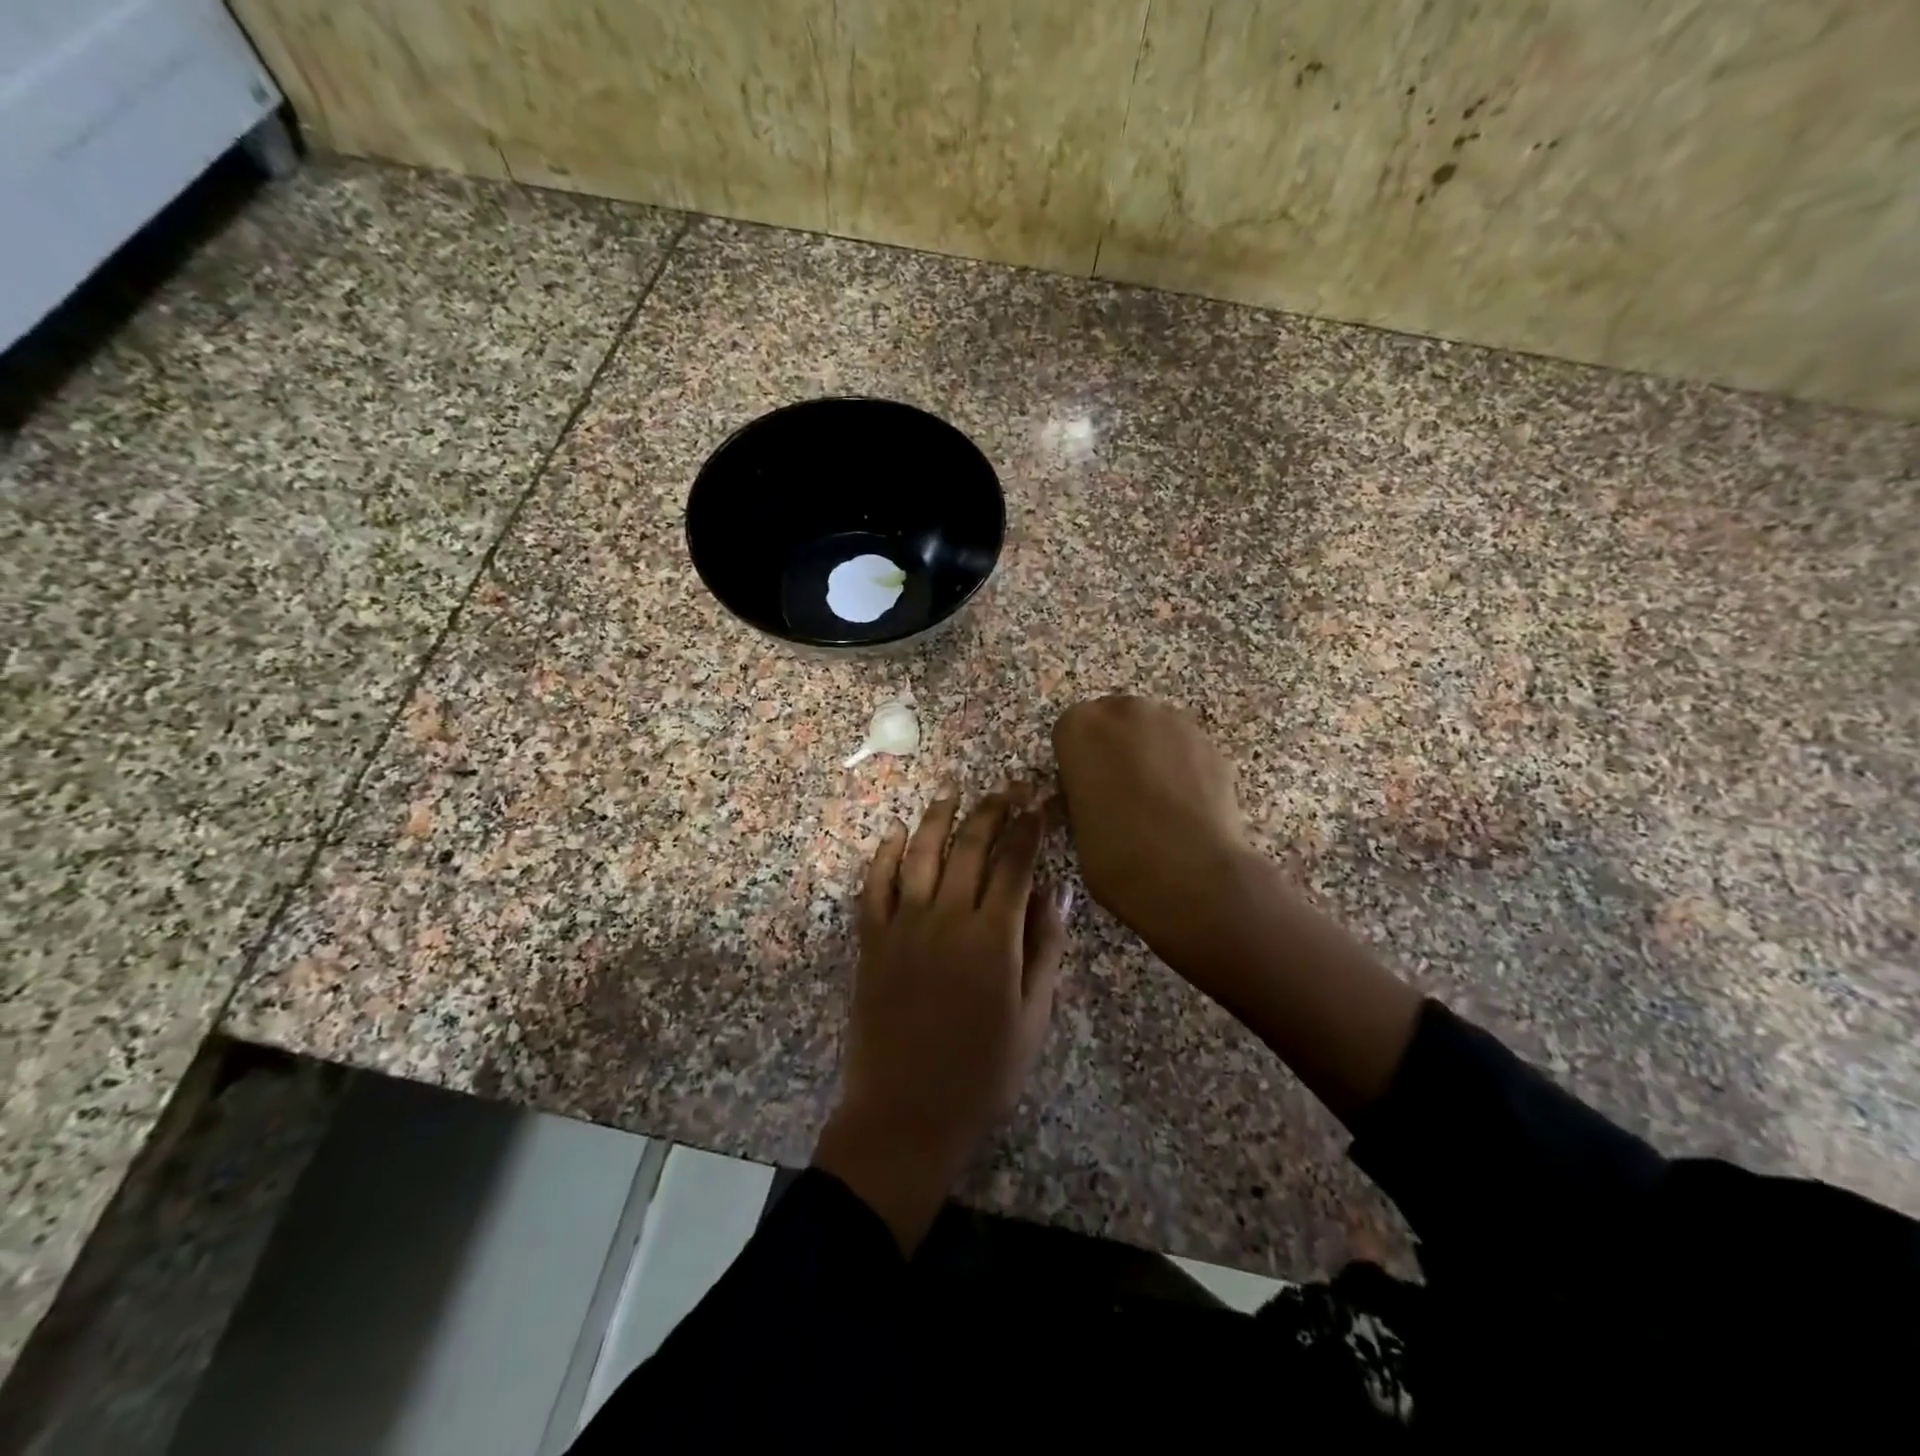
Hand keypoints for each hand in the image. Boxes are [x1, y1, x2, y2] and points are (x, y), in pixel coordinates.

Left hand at [813, 787, 1069, 1252]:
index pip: (1015, 863)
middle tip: (1007, 788)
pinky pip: (875, 885)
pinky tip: (895, 835)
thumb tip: (1057, 890)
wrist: (906, 1114)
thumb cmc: (982, 1074)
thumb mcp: (1033, 1017)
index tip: (1040, 803)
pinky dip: (885, 855)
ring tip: (953, 793)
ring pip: (920, 854)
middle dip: (992, 810)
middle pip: (970, 846)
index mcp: (993, 937)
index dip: (1030, 827)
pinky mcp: (872, 941)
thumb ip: (1045, 948)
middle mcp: (946, 918)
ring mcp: (903, 926)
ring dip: (938, 818)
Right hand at [1052, 695, 1253, 959]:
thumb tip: (1092, 795)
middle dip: (1114, 749)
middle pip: (1114, 722)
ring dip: (1150, 755)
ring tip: (1157, 803)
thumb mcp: (1076, 827)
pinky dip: (1183, 769)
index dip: (1076, 763)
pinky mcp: (1211, 743)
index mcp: (1080, 726)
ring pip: (1153, 732)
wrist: (1191, 874)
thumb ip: (1081, 795)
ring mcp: (1174, 722)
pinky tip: (1185, 807)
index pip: (1069, 732)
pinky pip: (1185, 750)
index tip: (1083, 791)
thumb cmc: (1116, 855)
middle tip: (1118, 794)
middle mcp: (1126, 711)